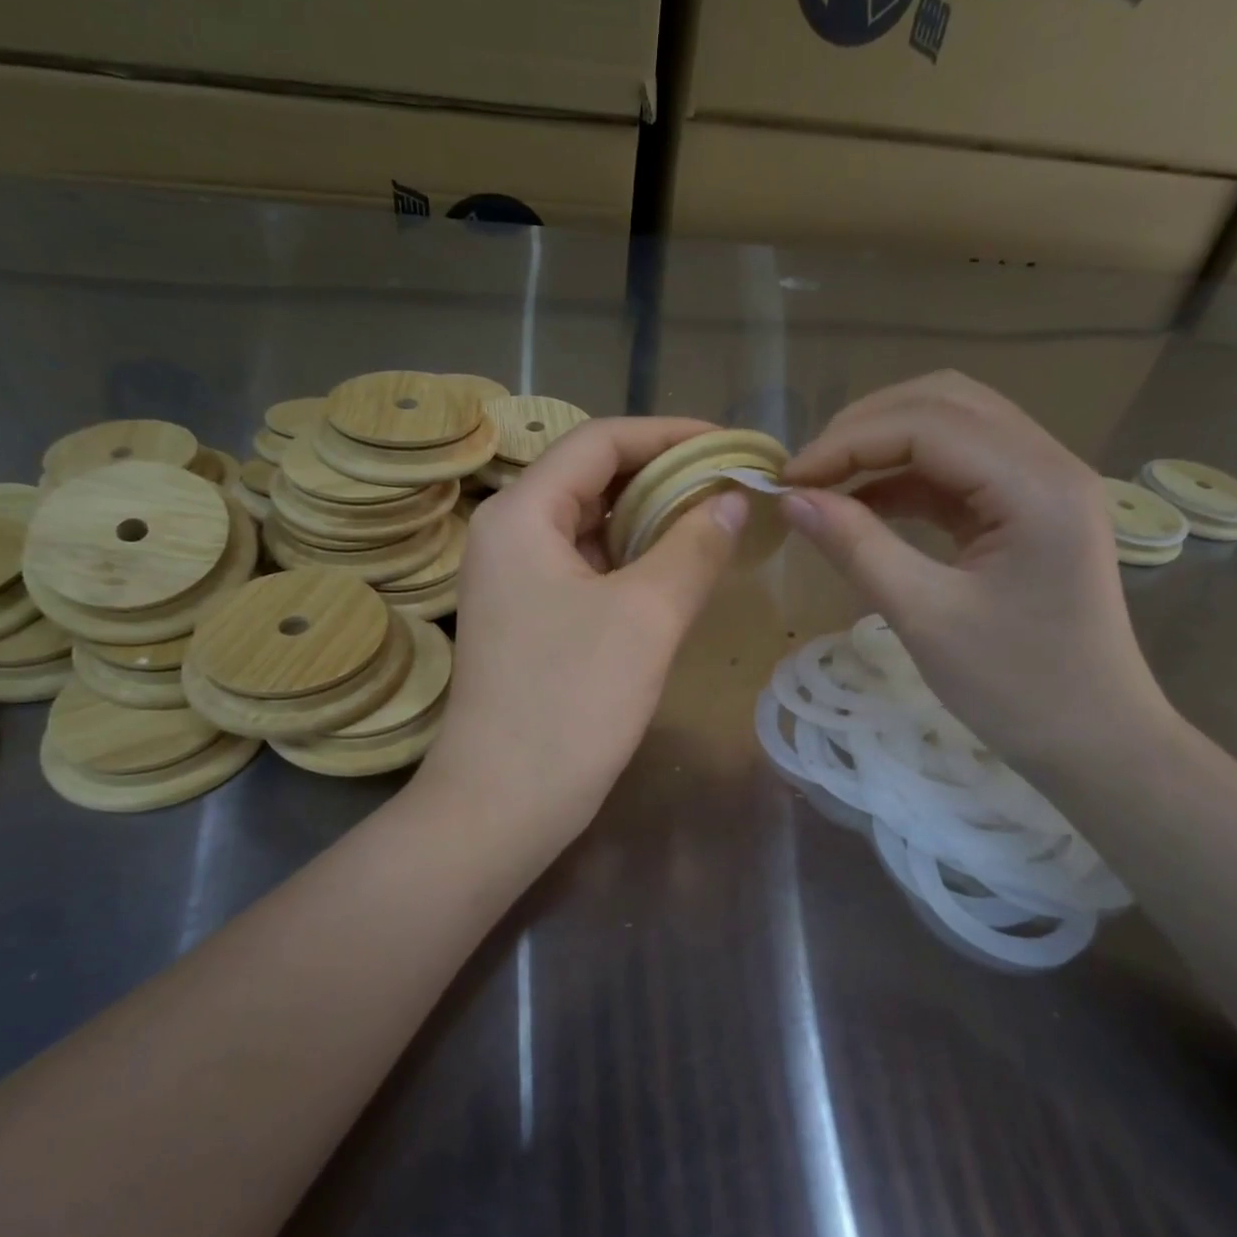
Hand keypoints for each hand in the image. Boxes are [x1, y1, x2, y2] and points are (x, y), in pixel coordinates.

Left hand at [416, 417, 749, 849]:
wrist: (504, 803)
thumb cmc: (571, 702)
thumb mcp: (646, 616)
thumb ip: (693, 546)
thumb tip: (732, 498)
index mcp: (522, 514)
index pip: (599, 442)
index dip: (668, 434)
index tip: (729, 446)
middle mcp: (508, 534)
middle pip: (591, 478)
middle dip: (663, 476)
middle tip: (729, 486)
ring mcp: (514, 579)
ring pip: (590, 525)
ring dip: (649, 519)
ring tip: (714, 522)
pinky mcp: (528, 617)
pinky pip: (585, 567)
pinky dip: (631, 559)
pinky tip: (674, 570)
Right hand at [780, 371, 1171, 768]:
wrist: (1094, 740)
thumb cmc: (1016, 688)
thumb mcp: (924, 617)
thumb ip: (856, 547)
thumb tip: (791, 500)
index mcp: (1036, 485)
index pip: (927, 424)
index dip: (847, 442)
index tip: (787, 481)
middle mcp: (1048, 463)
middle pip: (944, 403)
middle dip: (864, 428)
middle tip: (806, 474)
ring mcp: (1042, 483)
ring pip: (952, 426)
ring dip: (884, 444)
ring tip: (826, 483)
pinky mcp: (1028, 509)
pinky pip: (958, 469)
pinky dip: (905, 478)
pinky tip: (864, 505)